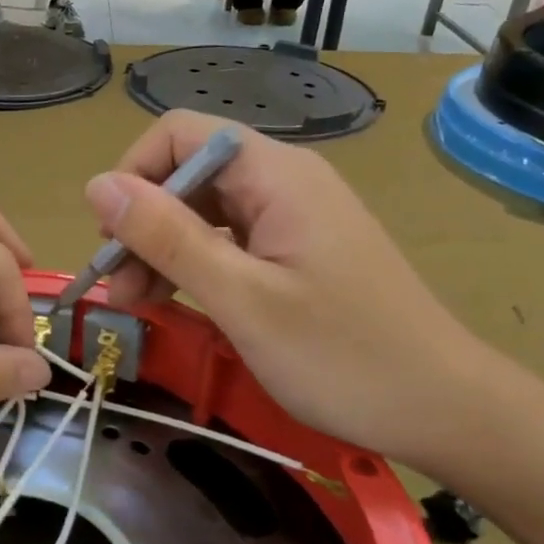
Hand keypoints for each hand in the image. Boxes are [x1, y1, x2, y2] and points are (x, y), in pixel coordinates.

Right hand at [84, 111, 494, 474]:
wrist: (446, 409)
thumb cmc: (344, 356)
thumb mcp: (242, 299)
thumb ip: (168, 237)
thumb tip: (97, 186)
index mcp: (275, 175)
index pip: (181, 134)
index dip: (135, 174)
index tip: (111, 237)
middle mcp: (283, 181)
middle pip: (189, 174)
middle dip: (143, 223)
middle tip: (118, 288)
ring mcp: (293, 217)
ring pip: (204, 211)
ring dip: (163, 249)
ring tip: (137, 303)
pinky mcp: (298, 251)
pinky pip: (229, 241)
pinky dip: (195, 266)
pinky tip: (176, 303)